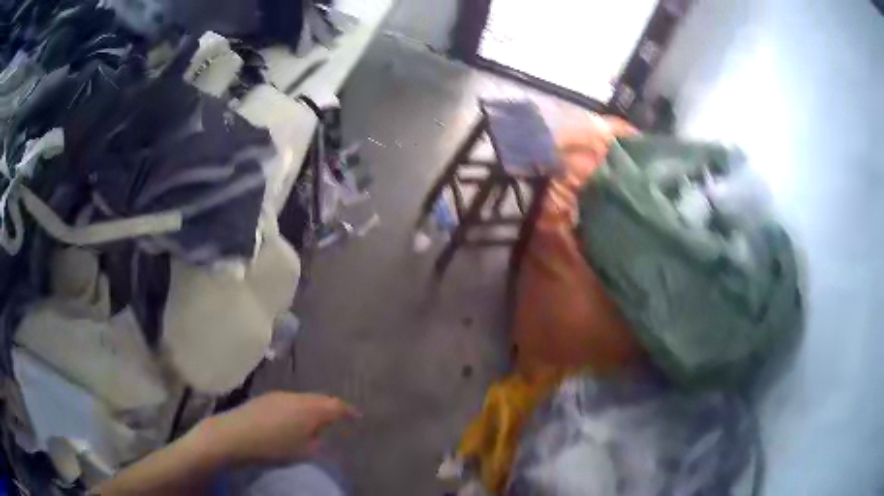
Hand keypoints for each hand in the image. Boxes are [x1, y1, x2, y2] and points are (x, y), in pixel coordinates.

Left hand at [198, 392, 358, 464]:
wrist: (235, 434)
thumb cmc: (274, 446)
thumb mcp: (304, 451)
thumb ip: (318, 441)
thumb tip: (320, 434)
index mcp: (310, 409)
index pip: (336, 406)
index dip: (349, 411)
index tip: (358, 416)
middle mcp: (297, 397)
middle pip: (320, 399)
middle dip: (331, 408)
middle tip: (339, 419)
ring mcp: (279, 395)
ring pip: (304, 399)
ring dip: (313, 408)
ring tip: (316, 422)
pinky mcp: (266, 398)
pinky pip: (291, 401)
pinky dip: (299, 409)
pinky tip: (293, 420)